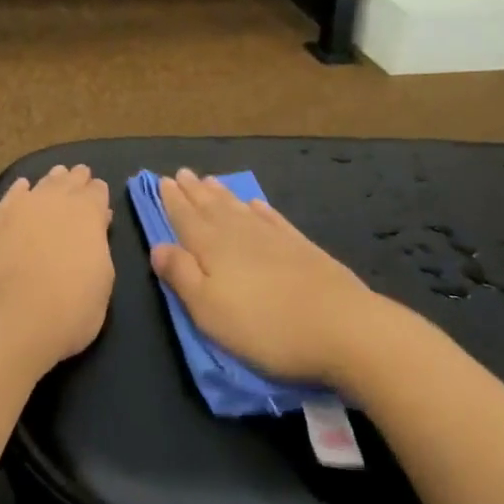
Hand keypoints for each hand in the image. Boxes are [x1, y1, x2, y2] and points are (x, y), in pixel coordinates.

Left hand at [0, 165, 113, 368]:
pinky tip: (20, 191)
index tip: (99, 195)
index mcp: (87, 214)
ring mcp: (17, 209)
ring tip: (54, 178)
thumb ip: (98, 250)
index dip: (98, 194)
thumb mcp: (101, 283)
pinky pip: (9, 199)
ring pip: (38, 186)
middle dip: (75, 181)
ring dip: (49, 182)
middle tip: (79, 176)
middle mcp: (53, 202)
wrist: (6, 319)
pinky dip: (17, 193)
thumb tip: (93, 231)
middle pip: (67, 182)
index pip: (97, 193)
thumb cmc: (68, 310)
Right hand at [151, 169, 424, 394]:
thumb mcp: (207, 309)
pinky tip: (257, 205)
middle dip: (194, 192)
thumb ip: (181, 275)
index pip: (186, 218)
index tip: (162, 180)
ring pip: (240, 209)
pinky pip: (274, 220)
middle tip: (183, 173)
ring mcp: (275, 239)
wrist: (345, 329)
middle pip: (212, 208)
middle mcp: (241, 235)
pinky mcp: (304, 249)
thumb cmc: (264, 326)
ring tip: (211, 180)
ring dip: (222, 195)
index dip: (173, 200)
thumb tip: (158, 246)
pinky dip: (261, 210)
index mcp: (213, 248)